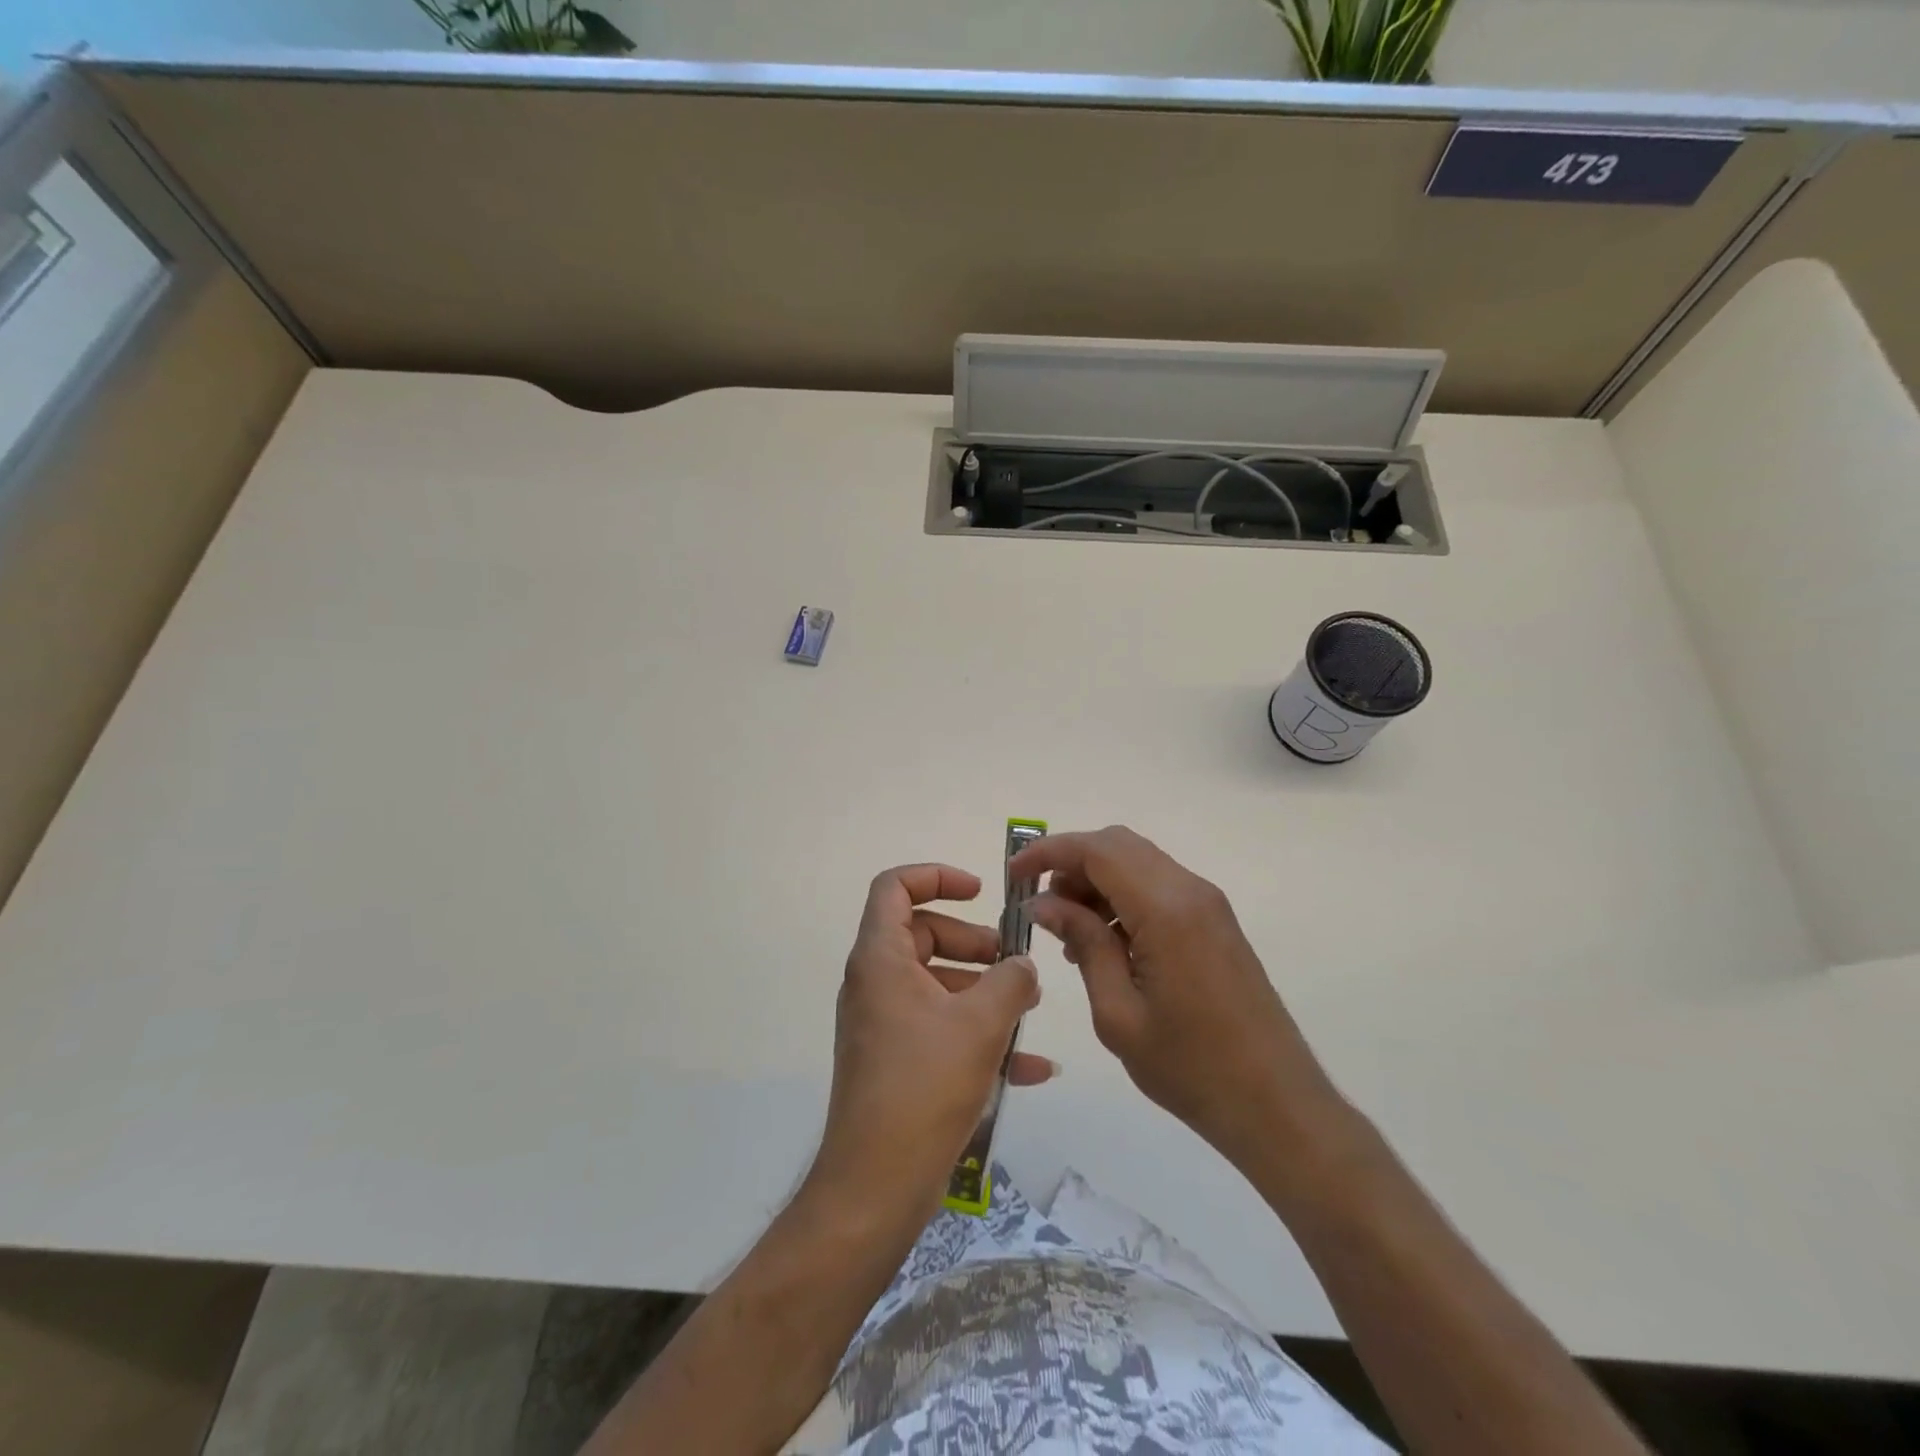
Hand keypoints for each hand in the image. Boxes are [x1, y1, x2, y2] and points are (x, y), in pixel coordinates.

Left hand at [807, 864, 1052, 1221]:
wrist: (876, 1185)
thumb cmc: (924, 1086)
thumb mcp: (981, 1024)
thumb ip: (1011, 982)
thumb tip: (1023, 967)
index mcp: (881, 959)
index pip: (894, 887)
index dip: (936, 876)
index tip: (980, 891)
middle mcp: (875, 984)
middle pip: (923, 934)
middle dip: (973, 941)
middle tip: (1012, 960)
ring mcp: (882, 1024)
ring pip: (936, 984)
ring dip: (983, 990)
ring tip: (1029, 1010)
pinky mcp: (894, 1062)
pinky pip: (939, 1030)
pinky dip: (977, 1035)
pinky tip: (1030, 1067)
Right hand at [1013, 826, 1343, 1169]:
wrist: (1277, 1105)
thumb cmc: (1190, 1067)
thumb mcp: (1117, 1012)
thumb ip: (1083, 943)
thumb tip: (1044, 901)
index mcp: (1167, 909)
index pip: (1098, 850)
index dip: (1049, 852)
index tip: (1014, 875)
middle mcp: (1190, 890)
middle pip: (1118, 845)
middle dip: (1071, 864)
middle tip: (1041, 909)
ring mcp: (1208, 904)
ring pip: (1138, 863)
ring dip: (1096, 881)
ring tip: (1069, 935)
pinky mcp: (1215, 922)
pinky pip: (1157, 887)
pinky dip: (1122, 898)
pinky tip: (1105, 944)